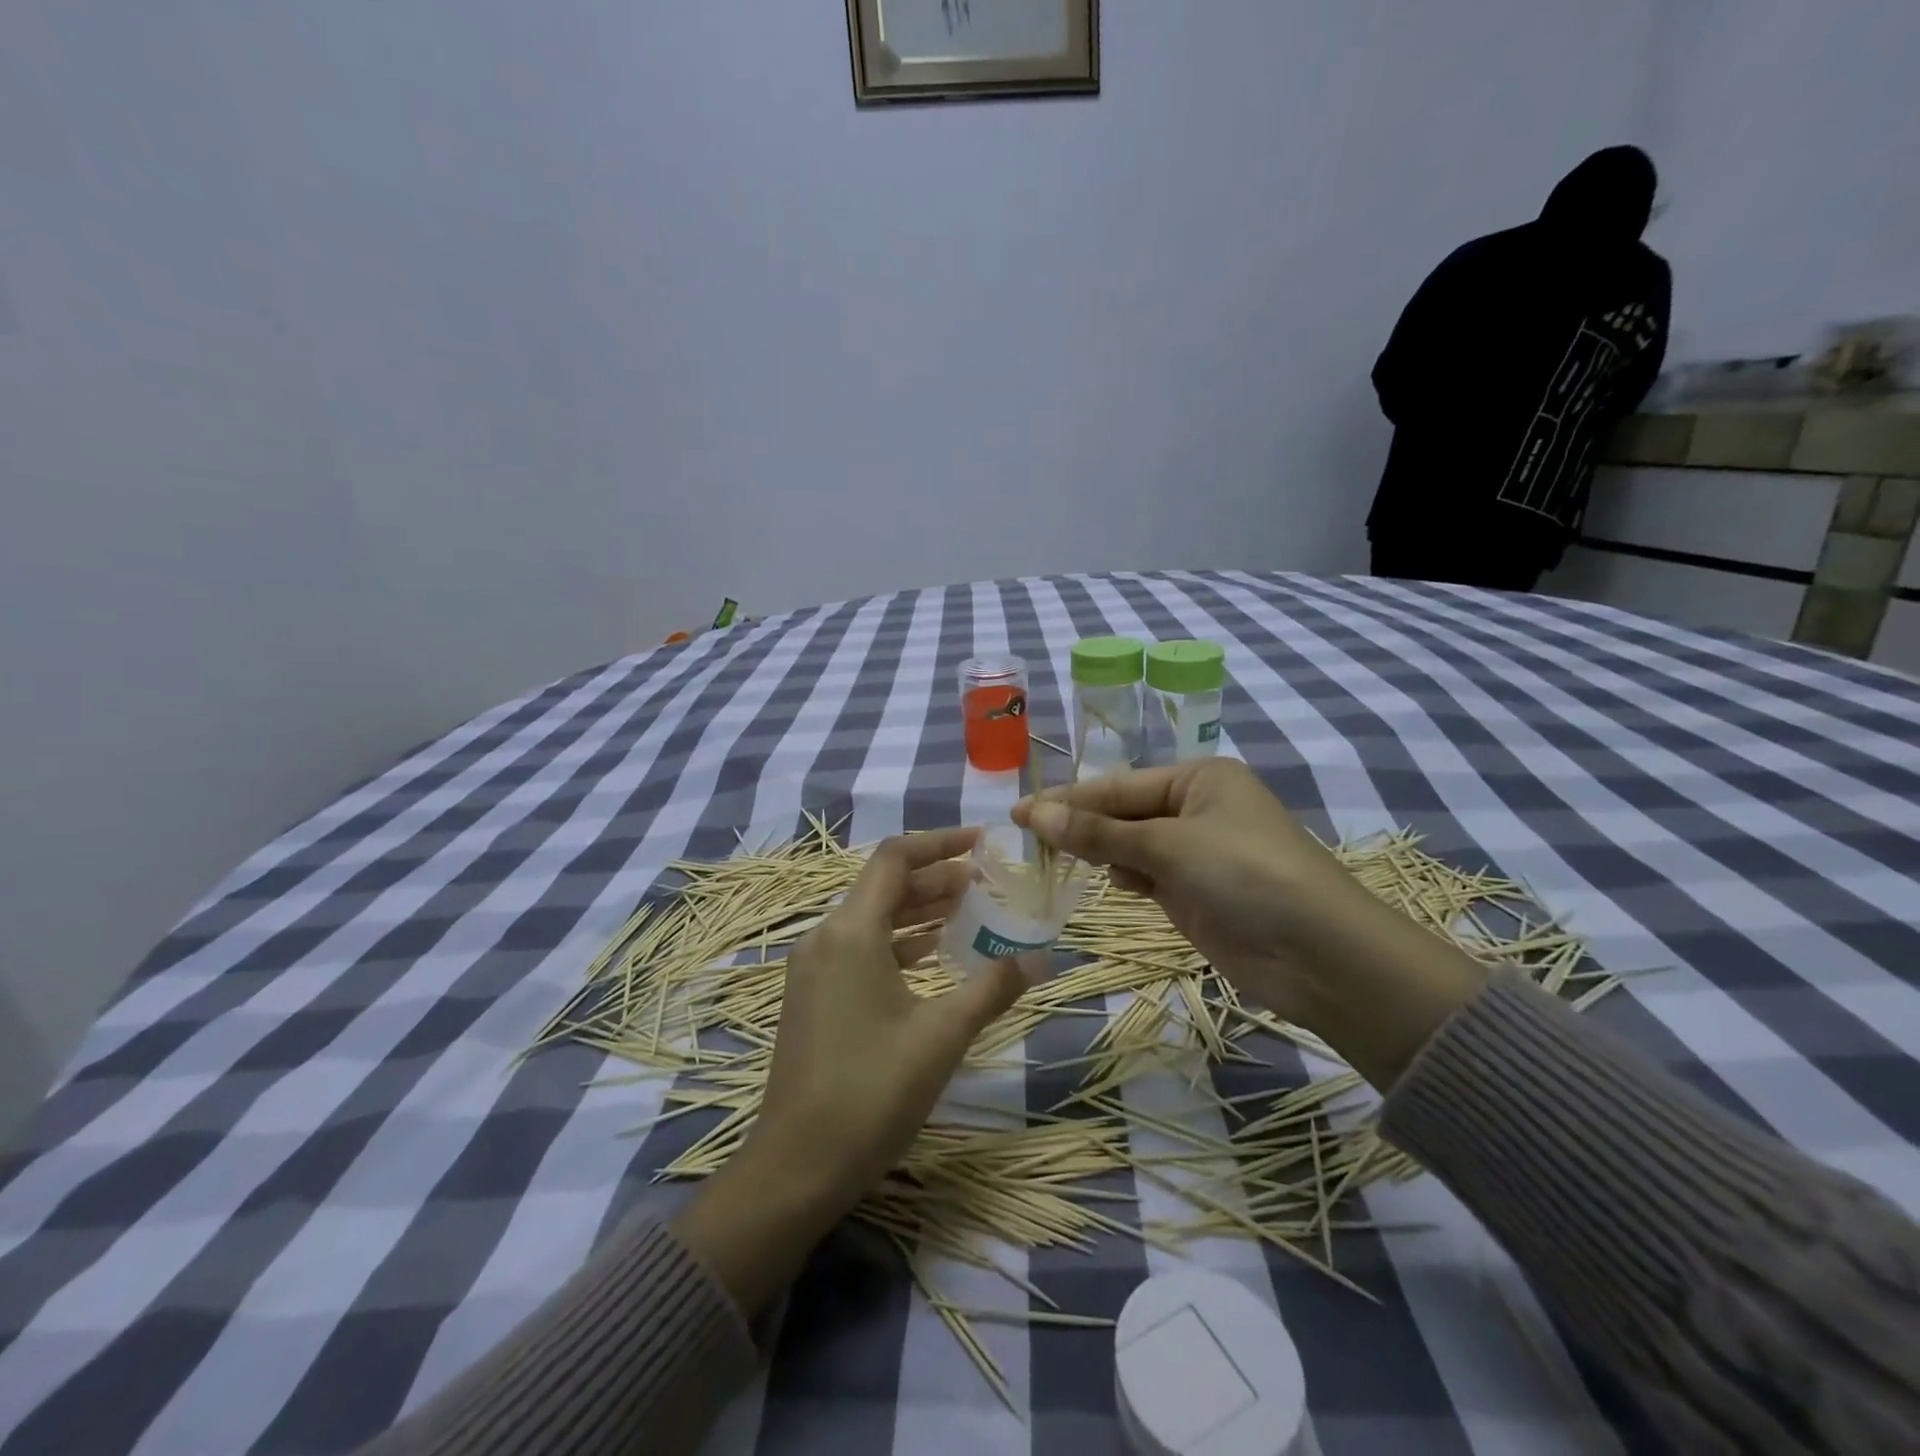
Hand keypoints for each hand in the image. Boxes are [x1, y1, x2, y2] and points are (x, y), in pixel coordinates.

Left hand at [674, 828, 1023, 1312]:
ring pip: (872, 918)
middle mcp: (825, 937)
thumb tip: (1040, 958)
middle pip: (884, 886)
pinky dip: (898, 941)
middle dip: (936, 878)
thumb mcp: (942, 1036)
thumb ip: (992, 987)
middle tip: (985, 882)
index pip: (895, 859)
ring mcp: (814, 968)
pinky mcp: (813, 995)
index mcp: (851, 932)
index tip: (981, 843)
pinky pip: (860, 948)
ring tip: (967, 910)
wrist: (796, 1166)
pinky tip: (931, 955)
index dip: (940, 843)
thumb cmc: (872, 1092)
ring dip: (918, 910)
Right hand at [1014, 761, 1483, 1088]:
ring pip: (1131, 846)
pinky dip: (1124, 877)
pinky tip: (1109, 883)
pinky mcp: (1195, 892)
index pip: (1118, 785)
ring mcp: (1196, 852)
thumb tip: (1033, 814)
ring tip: (1054, 862)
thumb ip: (1099, 833)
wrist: (1320, 956)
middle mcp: (1196, 808)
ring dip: (1099, 853)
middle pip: (1122, 813)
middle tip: (1025, 842)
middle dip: (1080, 827)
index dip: (1067, 800)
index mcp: (1198, 778)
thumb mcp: (1168, 846)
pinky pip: (1146, 875)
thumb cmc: (1245, 876)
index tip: (1017, 813)